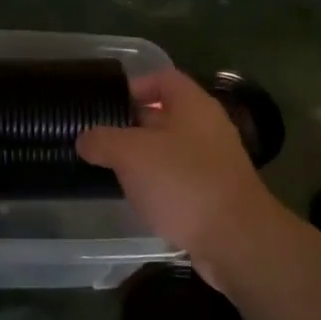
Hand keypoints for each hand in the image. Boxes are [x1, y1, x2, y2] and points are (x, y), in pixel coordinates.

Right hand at [77, 69, 284, 280]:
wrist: (236, 241)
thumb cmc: (183, 183)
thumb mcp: (131, 154)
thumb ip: (102, 140)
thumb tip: (84, 139)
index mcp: (193, 106)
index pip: (163, 78)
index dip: (134, 85)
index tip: (106, 104)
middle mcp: (207, 128)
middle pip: (164, 115)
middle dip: (130, 125)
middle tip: (97, 138)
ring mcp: (213, 163)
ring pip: (168, 149)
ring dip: (141, 158)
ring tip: (108, 168)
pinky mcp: (212, 194)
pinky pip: (177, 178)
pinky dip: (156, 183)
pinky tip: (135, 197)